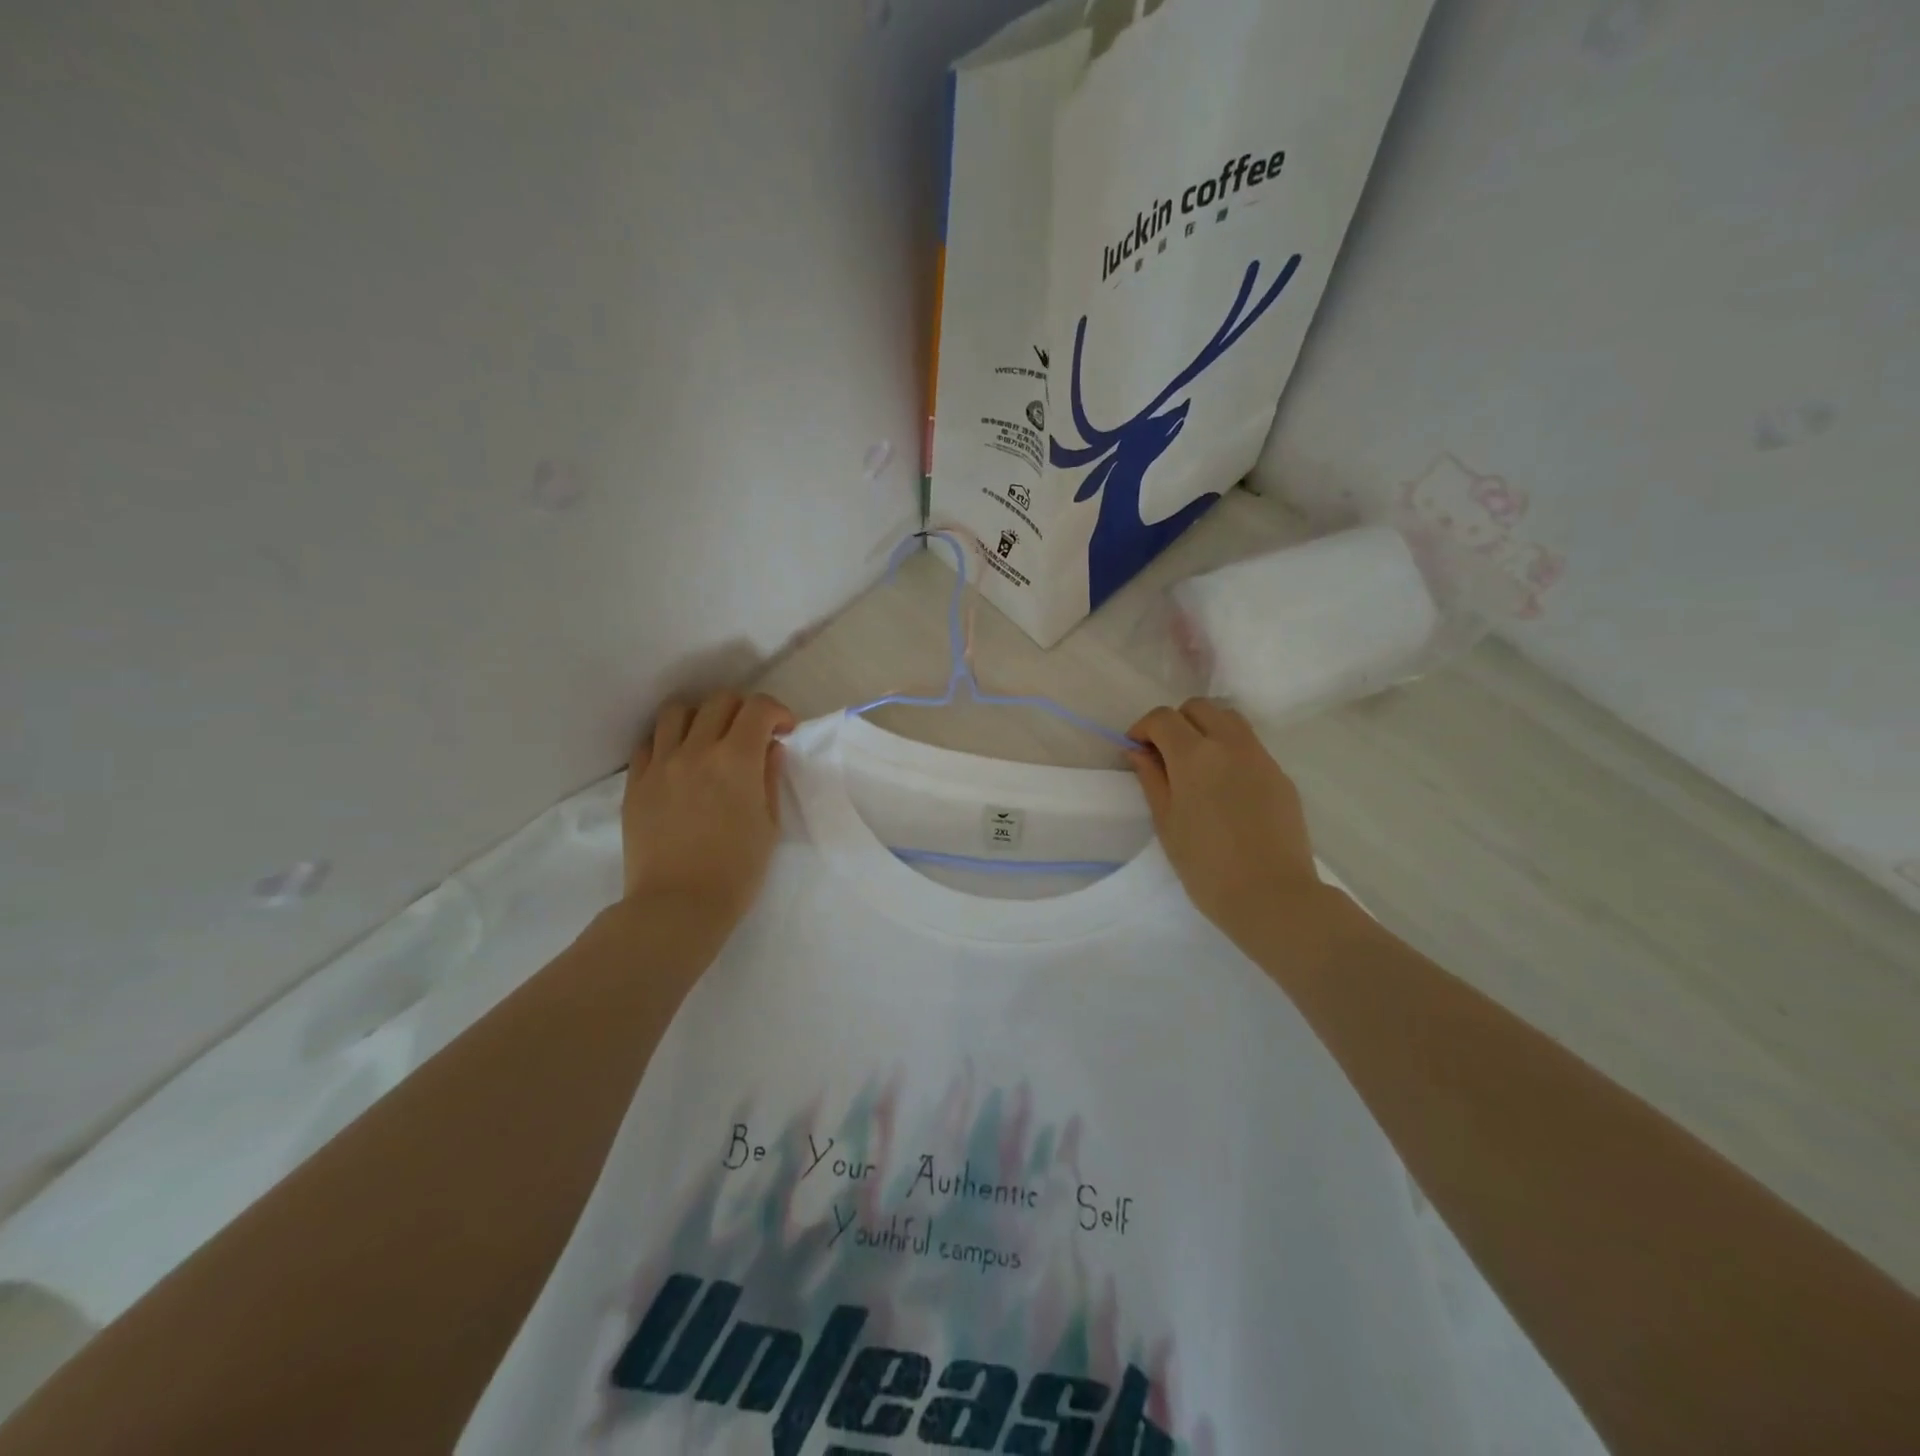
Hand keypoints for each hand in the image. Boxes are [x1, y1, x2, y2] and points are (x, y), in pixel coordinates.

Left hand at [621, 692, 795, 926]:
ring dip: (701, 717)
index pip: (758, 708)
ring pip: (678, 712)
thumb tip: (769, 748)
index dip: (777, 712)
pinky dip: (669, 741)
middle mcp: (697, 750)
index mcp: (736, 760)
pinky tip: (679, 762)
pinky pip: (649, 742)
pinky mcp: (635, 783)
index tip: (783, 731)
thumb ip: (769, 777)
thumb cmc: (736, 871)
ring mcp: (661, 764)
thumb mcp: (768, 825)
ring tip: (709, 739)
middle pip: (720, 702)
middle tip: (751, 736)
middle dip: (743, 710)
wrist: (677, 905)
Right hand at [1127, 699, 1326, 945]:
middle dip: (1176, 723)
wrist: (1272, 895)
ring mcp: (1260, 757)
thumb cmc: (1207, 866)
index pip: (1163, 718)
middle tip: (1165, 755)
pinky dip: (1230, 750)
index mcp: (1194, 756)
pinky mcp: (1280, 774)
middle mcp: (1230, 745)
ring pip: (1229, 719)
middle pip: (1199, 707)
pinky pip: (1250, 745)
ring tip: (1196, 764)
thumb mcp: (1167, 823)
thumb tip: (1139, 752)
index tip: (1136, 750)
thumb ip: (1151, 779)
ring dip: (1206, 728)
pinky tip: (1224, 786)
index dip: (1143, 728)